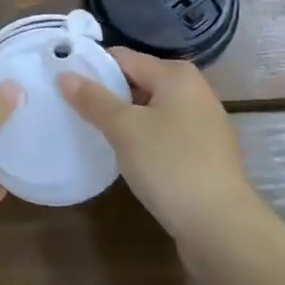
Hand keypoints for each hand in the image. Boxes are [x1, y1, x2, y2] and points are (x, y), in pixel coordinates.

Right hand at [58, 49, 254, 243]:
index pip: (123, 58)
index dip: (92, 68)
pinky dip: (144, 140)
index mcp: (177, 75)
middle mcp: (194, 91)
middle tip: (73, 111)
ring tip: (93, 134)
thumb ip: (93, 99)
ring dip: (125, 120)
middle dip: (108, 95)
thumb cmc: (170, 165)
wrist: (221, 227)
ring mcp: (203, 124)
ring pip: (151, 111)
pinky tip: (127, 158)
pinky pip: (165, 135)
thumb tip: (65, 75)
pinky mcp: (205, 154)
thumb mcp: (124, 129)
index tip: (63, 84)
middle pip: (139, 82)